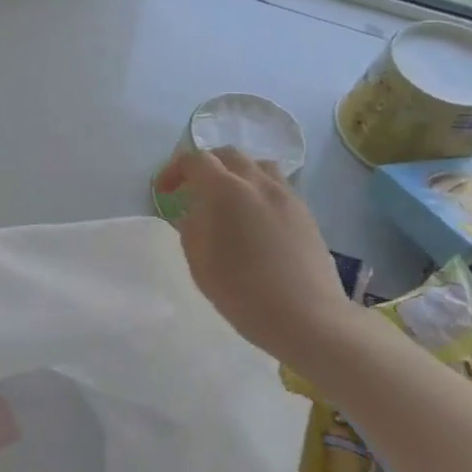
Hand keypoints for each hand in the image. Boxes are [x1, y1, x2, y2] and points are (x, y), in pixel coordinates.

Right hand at [154, 149, 355, 359]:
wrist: (307, 317)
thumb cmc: (243, 292)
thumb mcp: (200, 262)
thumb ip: (191, 227)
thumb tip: (195, 212)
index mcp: (226, 191)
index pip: (195, 161)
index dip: (174, 170)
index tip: (165, 192)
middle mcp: (258, 183)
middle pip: (228, 155)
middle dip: (205, 166)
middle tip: (193, 190)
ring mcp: (286, 195)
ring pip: (258, 165)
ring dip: (236, 173)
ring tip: (227, 199)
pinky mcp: (305, 212)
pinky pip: (277, 186)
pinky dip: (258, 189)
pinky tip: (254, 219)